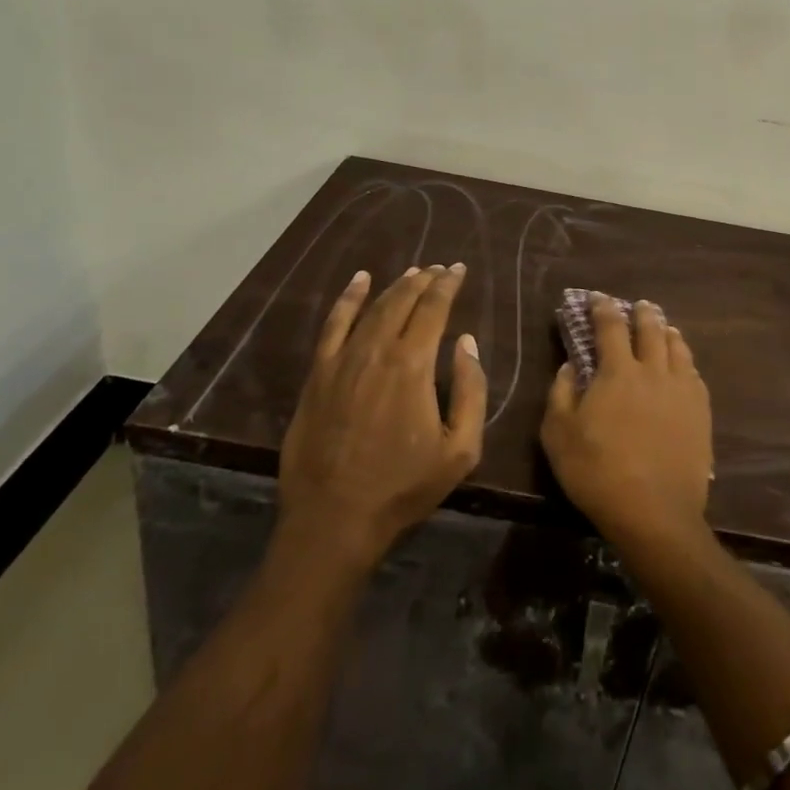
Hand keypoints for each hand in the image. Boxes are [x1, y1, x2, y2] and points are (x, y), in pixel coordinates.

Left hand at [278, 264, 485, 566]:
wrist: (334, 519)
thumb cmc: (403, 487)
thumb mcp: (460, 449)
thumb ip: (471, 390)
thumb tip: (466, 342)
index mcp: (413, 365)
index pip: (434, 309)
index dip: (447, 285)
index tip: (458, 269)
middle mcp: (377, 350)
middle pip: (403, 301)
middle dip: (424, 280)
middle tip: (438, 269)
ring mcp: (342, 360)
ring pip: (373, 308)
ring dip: (395, 287)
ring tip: (412, 273)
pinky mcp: (318, 375)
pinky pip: (333, 325)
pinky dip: (348, 299)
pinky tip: (359, 281)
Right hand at [540, 294, 713, 543]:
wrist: (655, 512)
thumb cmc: (598, 473)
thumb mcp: (558, 436)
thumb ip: (561, 394)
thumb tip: (569, 366)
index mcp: (618, 372)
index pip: (610, 327)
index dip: (603, 308)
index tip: (598, 297)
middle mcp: (653, 371)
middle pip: (651, 329)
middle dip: (642, 313)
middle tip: (638, 305)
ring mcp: (682, 390)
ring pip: (677, 347)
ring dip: (667, 331)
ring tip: (664, 327)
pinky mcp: (701, 412)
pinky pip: (695, 374)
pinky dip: (686, 360)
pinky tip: (684, 365)